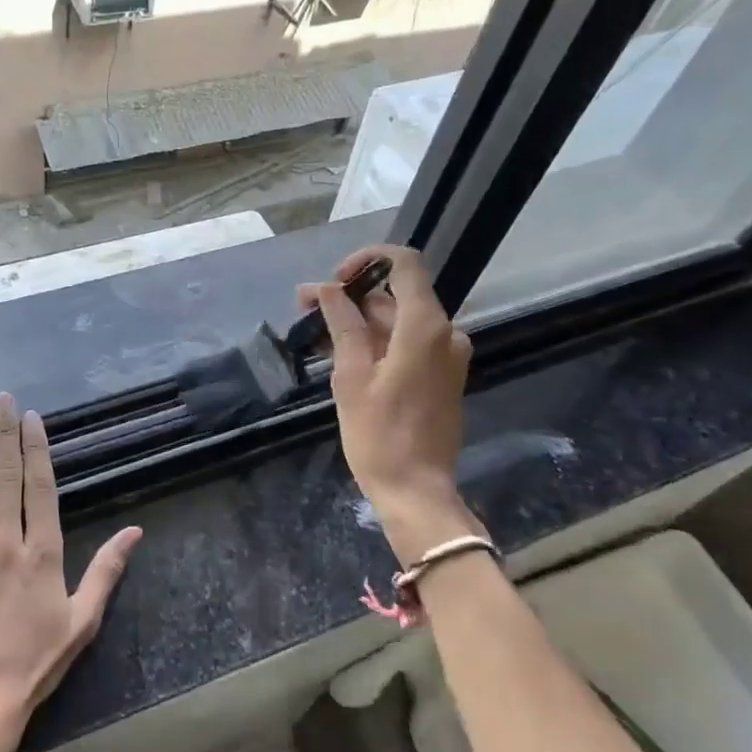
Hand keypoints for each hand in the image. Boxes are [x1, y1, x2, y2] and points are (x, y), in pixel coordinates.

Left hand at [0, 392, 142, 751]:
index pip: (40, 484)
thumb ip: (107, 570)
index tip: (30, 417)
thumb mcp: (82, 620)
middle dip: (4, 432)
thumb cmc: (32, 662)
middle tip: (2, 398)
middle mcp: (4, 538)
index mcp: (41, 550)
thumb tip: (136, 530)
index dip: (35, 447)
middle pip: (4, 473)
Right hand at [298, 245, 479, 559]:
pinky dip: (377, 341)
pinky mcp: (441, 375)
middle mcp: (445, 332)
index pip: (403, 263)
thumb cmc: (380, 434)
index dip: (366, 260)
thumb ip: (342, 324)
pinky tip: (341, 352)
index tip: (333, 281)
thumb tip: (326, 289)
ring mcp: (446, 355)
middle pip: (396, 294)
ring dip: (359, 320)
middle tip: (305, 308)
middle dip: (350, 296)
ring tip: (315, 332)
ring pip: (398, 320)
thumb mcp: (351, 375)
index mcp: (425, 326)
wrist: (417, 492)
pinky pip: (408, 343)